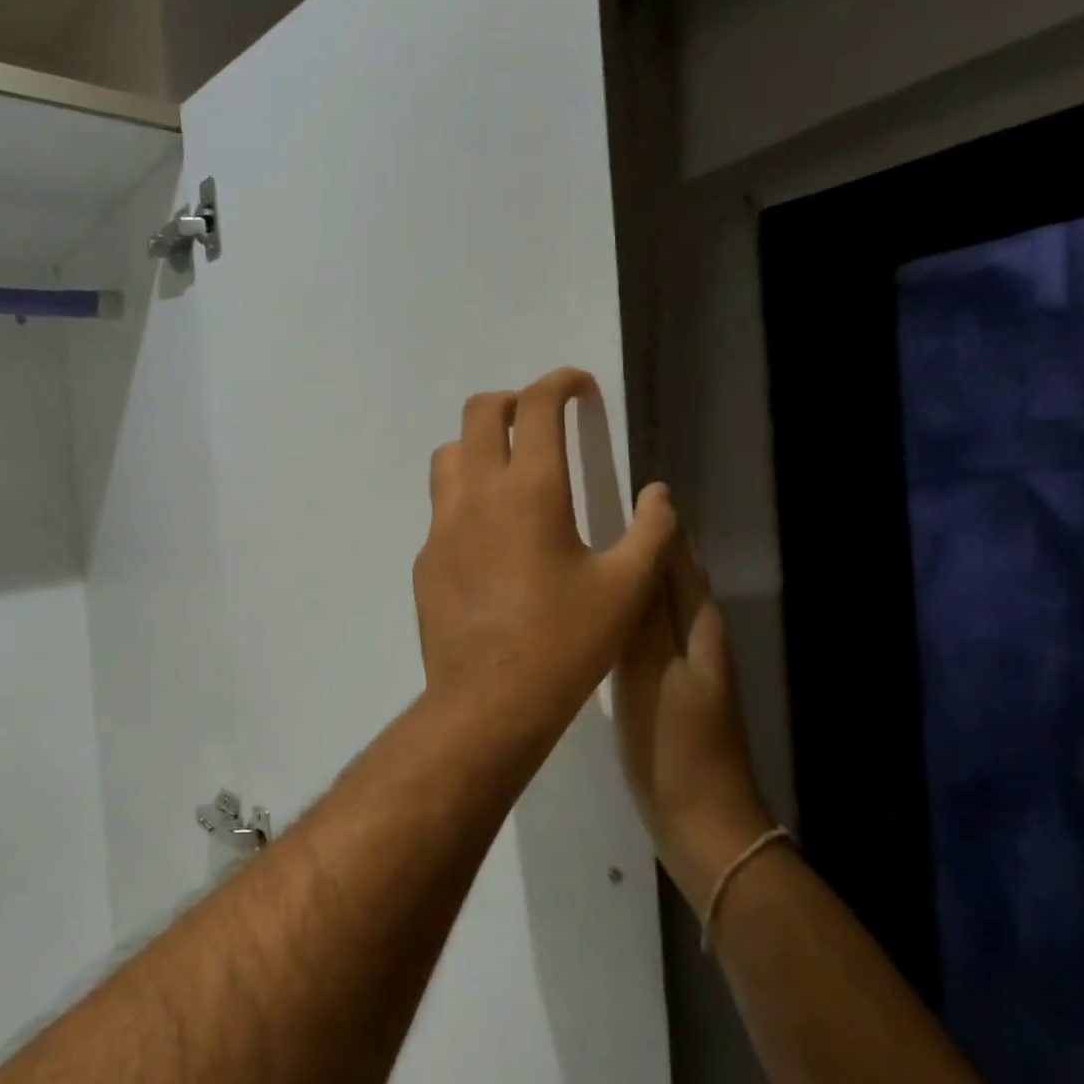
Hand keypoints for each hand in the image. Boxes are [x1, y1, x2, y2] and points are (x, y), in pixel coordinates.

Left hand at [413, 369, 676, 754]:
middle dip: (511, 402)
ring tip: (508, 472)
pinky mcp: (424, 559)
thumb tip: (659, 495)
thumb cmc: (565, 643)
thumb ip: (652, 532)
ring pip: (448, 456)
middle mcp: (476, 495)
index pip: (536, 406)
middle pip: (478, 413)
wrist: (489, 700)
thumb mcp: (626, 589)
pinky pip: (440, 510)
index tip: (577, 386)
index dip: (559, 382)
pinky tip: (490, 541)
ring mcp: (441, 527)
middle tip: (538, 421)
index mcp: (529, 491)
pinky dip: (465, 500)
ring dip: (476, 446)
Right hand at [614, 494, 774, 908]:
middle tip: (597, 517)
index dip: (660, 523)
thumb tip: (646, 544)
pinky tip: (597, 618)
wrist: (702, 822)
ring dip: (632, 576)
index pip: (678, 557)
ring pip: (657, 604)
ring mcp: (684, 666)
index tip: (632, 489)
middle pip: (671, 576)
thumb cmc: (675, 744)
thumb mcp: (653, 672)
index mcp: (696, 625)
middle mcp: (696, 636)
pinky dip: (624, 614)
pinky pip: (644, 634)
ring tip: (590, 556)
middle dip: (645, 543)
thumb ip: (644, 611)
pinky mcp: (667, 690)